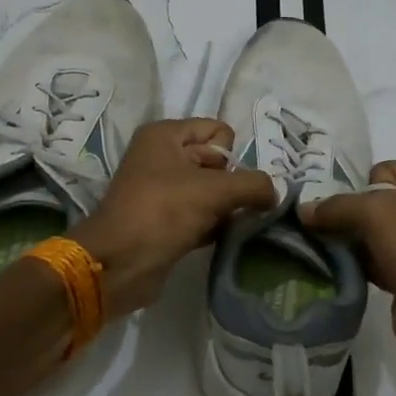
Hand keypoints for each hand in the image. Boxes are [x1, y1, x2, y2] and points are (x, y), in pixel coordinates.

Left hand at [71, 118, 276, 316]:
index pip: (218, 131)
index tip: (227, 182)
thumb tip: (276, 192)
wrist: (119, 263)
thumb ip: (254, 185)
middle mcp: (160, 156)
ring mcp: (160, 190)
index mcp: (165, 135)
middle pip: (216, 161)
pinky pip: (200, 214)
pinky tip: (220, 238)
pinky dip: (213, 225)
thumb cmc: (163, 212)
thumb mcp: (215, 191)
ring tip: (229, 224)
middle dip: (232, 184)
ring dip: (225, 208)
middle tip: (232, 207)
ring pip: (210, 191)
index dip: (231, 157)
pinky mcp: (163, 221)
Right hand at [301, 161, 395, 361]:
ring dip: (353, 241)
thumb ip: (336, 206)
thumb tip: (304, 210)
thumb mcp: (376, 212)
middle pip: (379, 202)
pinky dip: (361, 263)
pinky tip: (339, 268)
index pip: (386, 170)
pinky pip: (380, 259)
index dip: (360, 186)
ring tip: (326, 248)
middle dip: (350, 214)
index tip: (341, 208)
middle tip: (322, 226)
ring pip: (377, 233)